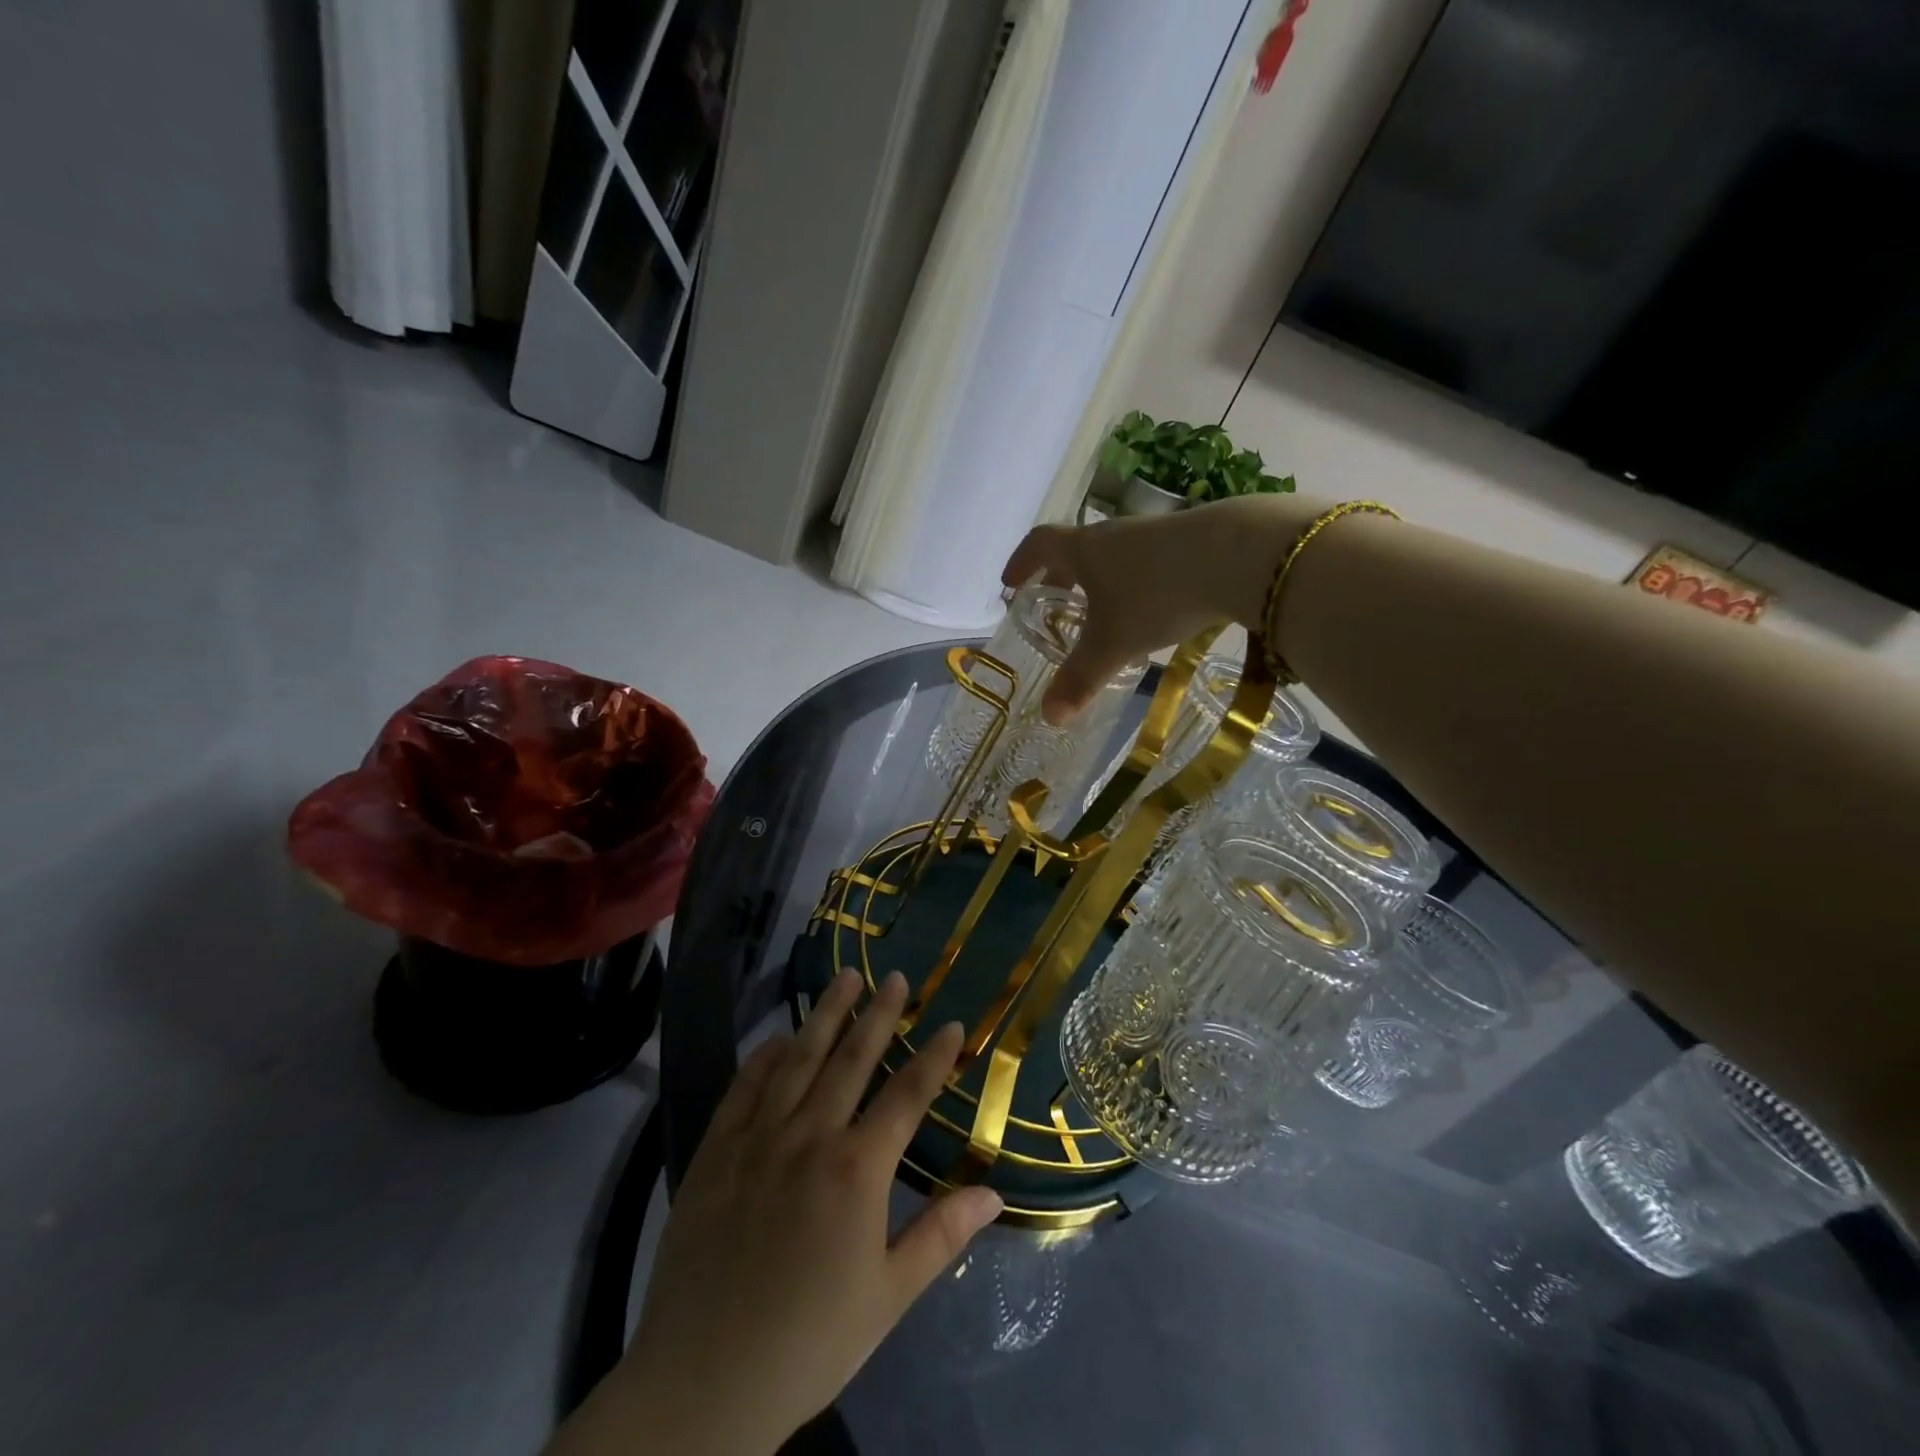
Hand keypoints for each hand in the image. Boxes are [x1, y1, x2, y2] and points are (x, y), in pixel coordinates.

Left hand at [551, 971, 1001, 1455]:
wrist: (702, 1383)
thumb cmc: (810, 1341)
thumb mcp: (888, 1296)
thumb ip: (941, 1235)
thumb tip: (994, 1193)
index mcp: (857, 1169)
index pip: (906, 1095)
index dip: (933, 1057)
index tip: (952, 1023)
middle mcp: (809, 1136)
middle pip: (851, 1059)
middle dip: (879, 1014)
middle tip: (896, 978)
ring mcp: (757, 1138)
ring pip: (798, 1059)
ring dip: (825, 1015)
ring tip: (844, 977)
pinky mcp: (714, 1151)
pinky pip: (743, 1088)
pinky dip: (763, 1057)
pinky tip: (777, 1037)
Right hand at [1002, 494, 1327, 721]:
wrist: (1238, 555)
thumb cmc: (1157, 595)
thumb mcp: (1114, 644)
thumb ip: (1081, 680)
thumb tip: (1050, 718)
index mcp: (1086, 550)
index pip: (1040, 544)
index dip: (1022, 563)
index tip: (1010, 583)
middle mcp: (1115, 535)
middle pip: (1077, 548)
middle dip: (1061, 576)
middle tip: (1055, 601)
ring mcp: (1155, 534)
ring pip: (1116, 555)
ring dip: (1102, 579)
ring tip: (1104, 611)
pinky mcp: (1192, 541)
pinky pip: (1149, 561)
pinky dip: (1138, 582)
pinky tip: (1153, 608)